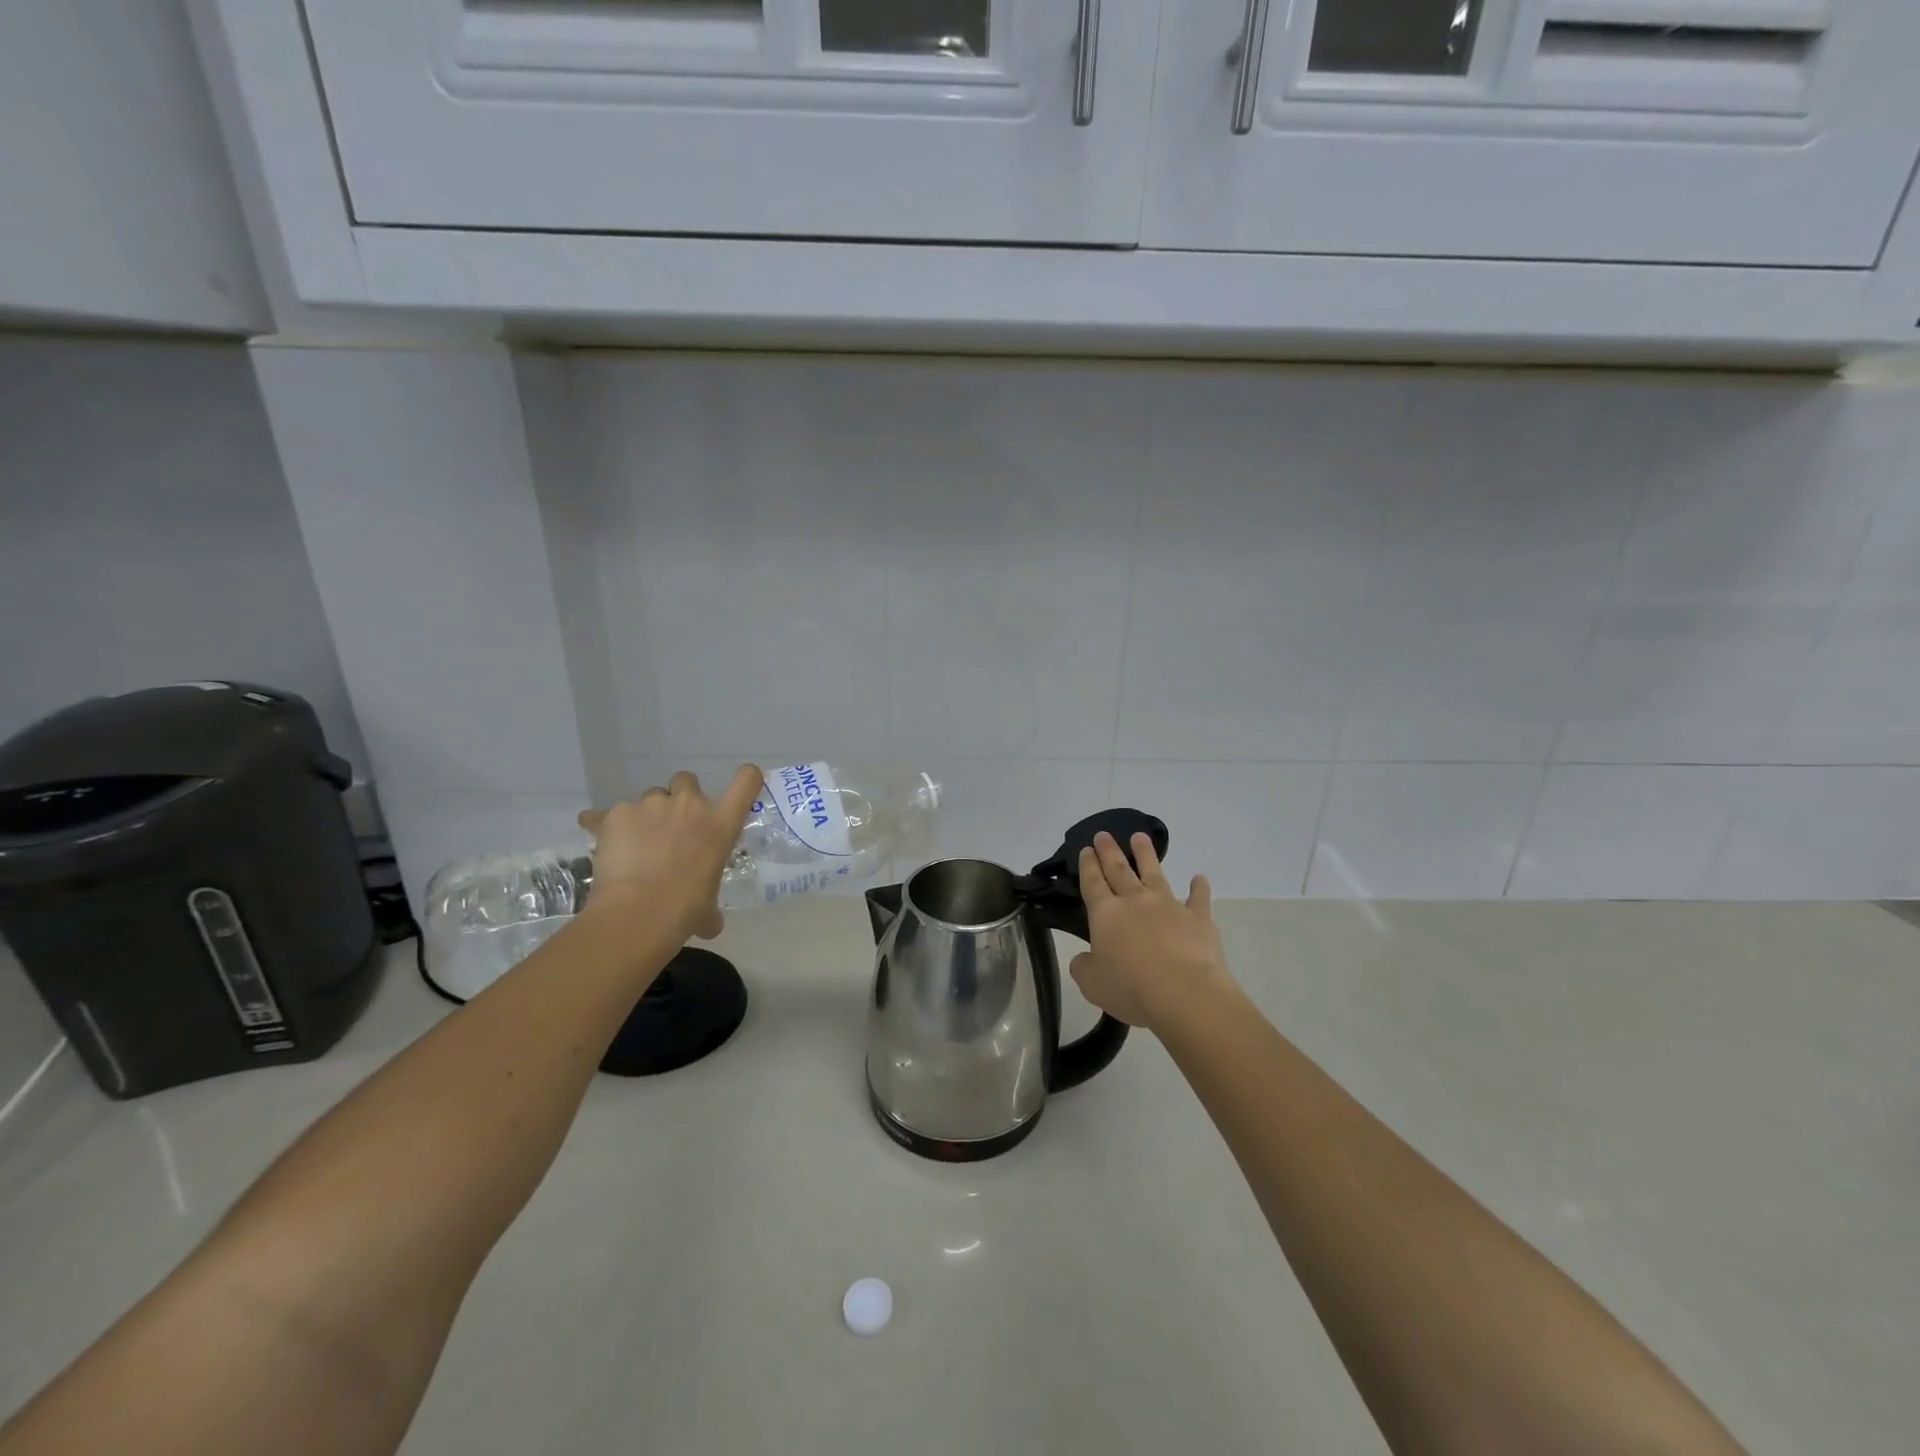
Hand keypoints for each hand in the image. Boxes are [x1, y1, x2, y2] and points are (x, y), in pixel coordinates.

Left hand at [577, 766, 761, 942]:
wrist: (638, 912)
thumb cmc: (685, 910)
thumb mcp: (708, 909)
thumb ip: (711, 908)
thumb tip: (710, 924)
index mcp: (721, 824)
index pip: (746, 782)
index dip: (746, 777)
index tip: (741, 782)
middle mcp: (690, 805)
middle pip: (687, 780)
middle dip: (679, 798)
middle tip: (671, 826)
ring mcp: (651, 805)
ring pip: (649, 797)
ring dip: (645, 815)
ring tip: (634, 844)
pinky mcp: (616, 814)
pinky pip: (606, 814)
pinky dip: (603, 825)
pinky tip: (602, 846)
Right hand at [1070, 831, 1233, 1033]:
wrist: (1184, 993)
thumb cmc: (1131, 988)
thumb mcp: (1092, 984)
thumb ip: (1084, 967)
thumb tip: (1084, 959)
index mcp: (1106, 914)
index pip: (1093, 882)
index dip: (1088, 865)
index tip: (1086, 848)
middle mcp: (1135, 901)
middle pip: (1119, 869)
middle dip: (1110, 851)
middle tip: (1104, 834)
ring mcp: (1168, 906)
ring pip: (1154, 873)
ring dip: (1146, 854)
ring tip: (1140, 837)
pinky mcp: (1198, 918)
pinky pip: (1198, 898)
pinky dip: (1199, 887)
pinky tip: (1199, 878)